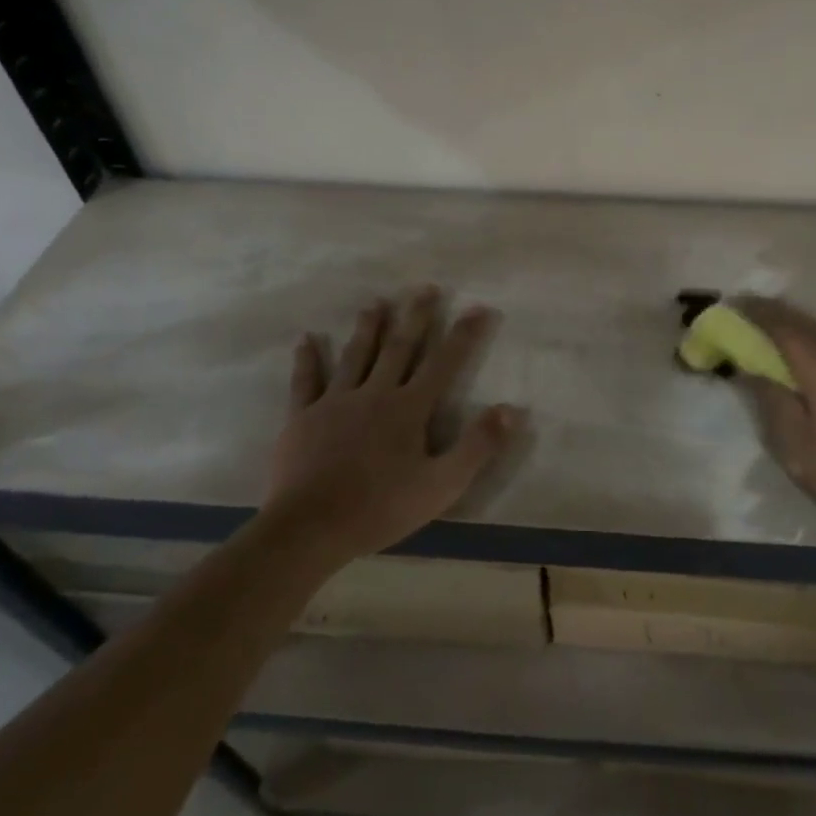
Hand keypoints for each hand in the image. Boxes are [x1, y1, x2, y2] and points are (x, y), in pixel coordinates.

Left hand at [266, 287, 525, 569]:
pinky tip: (306, 339)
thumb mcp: (442, 485)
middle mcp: (375, 393)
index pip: (444, 363)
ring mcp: (336, 402)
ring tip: (376, 302)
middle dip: (416, 317)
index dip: (464, 335)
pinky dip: (307, 359)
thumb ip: (478, 445)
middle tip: (426, 288)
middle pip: (400, 347)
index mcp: (409, 408)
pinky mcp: (303, 417)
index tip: (478, 307)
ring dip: (368, 328)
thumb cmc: (381, 507)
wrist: (310, 528)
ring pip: (356, 355)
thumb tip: (511, 409)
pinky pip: (306, 381)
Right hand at [737, 297, 815, 554]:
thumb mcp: (797, 449)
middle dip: (774, 316)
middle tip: (748, 319)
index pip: (780, 325)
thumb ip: (771, 400)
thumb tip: (753, 368)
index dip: (753, 312)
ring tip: (776, 342)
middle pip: (805, 322)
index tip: (732, 305)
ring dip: (800, 331)